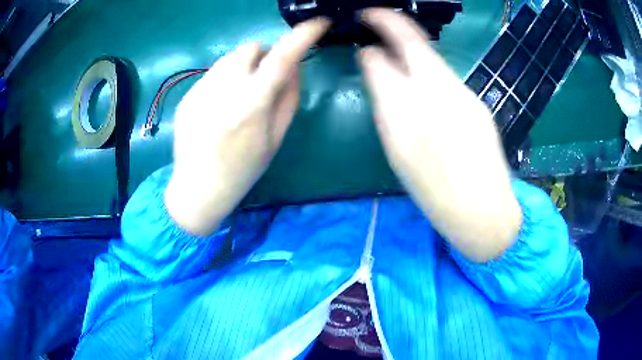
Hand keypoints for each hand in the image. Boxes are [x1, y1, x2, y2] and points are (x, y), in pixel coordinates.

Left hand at [165, 18, 329, 235]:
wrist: (198, 188)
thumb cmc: (242, 170)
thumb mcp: (275, 139)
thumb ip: (288, 99)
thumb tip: (295, 68)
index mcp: (251, 106)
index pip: (281, 59)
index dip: (302, 36)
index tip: (317, 23)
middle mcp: (224, 91)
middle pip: (250, 48)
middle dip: (263, 56)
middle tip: (263, 78)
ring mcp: (201, 91)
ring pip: (229, 58)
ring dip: (242, 67)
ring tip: (238, 96)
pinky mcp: (187, 95)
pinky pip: (212, 73)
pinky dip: (223, 80)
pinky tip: (218, 107)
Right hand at [359, 8, 521, 261]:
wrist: (486, 214)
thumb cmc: (437, 191)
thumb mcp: (399, 145)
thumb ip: (385, 94)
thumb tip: (372, 57)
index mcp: (427, 96)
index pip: (405, 40)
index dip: (384, 21)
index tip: (365, 15)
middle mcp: (451, 87)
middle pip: (422, 44)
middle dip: (396, 28)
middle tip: (374, 26)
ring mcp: (468, 96)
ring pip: (433, 64)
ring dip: (409, 57)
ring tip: (391, 64)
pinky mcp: (477, 108)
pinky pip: (444, 81)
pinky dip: (425, 77)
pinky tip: (419, 94)